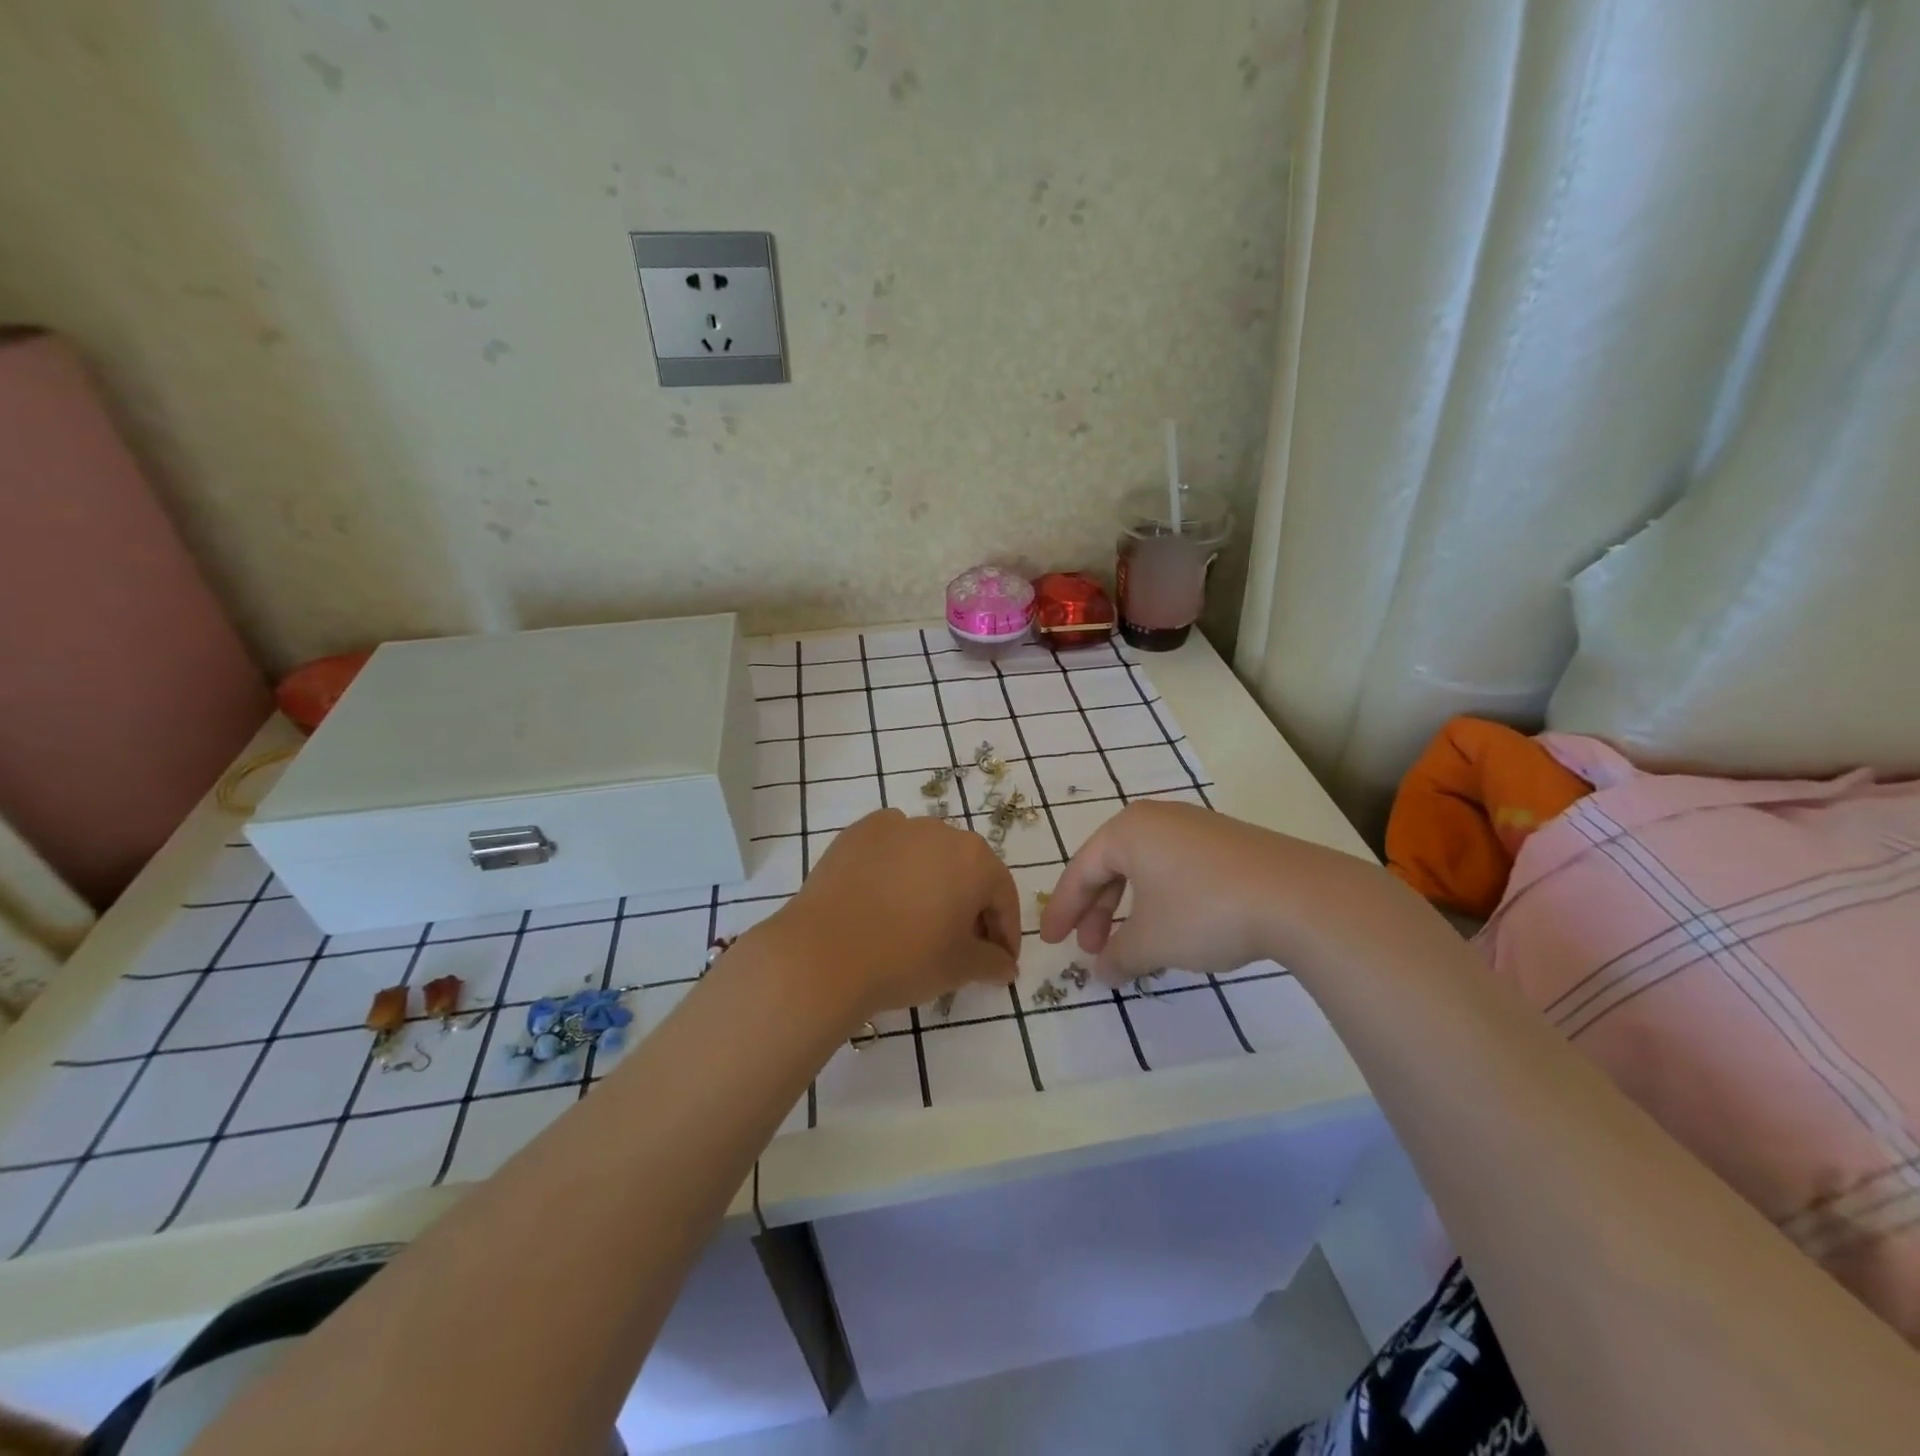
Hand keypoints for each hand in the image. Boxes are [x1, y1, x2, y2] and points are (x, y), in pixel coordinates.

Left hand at [762, 809, 1021, 1020]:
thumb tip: (1006, 965)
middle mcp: (941, 831)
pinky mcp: (859, 831)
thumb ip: (993, 962)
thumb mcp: (960, 968)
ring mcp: (897, 826)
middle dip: (970, 905)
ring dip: (933, 882)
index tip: (1000, 960)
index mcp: (975, 859)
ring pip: (928, 854)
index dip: (1005, 931)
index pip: (1002, 895)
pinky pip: (891, 847)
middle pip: (967, 869)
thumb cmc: (906, 959)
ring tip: (919, 919)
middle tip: (962, 943)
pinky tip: (884, 897)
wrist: (824, 953)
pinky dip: (895, 867)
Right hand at [1040, 800, 1336, 982]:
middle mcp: (1158, 819)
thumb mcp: (1152, 941)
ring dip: (1130, 909)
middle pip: (1112, 866)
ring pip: (1146, 870)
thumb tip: (1102, 972)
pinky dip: (1162, 901)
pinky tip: (1174, 931)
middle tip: (1092, 950)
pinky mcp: (1228, 845)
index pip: (1081, 869)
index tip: (1051, 942)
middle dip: (1097, 912)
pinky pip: (1177, 870)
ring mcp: (1197, 828)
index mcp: (1128, 830)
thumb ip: (1118, 956)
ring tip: (1133, 947)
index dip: (1063, 909)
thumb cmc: (1205, 911)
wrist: (1299, 898)